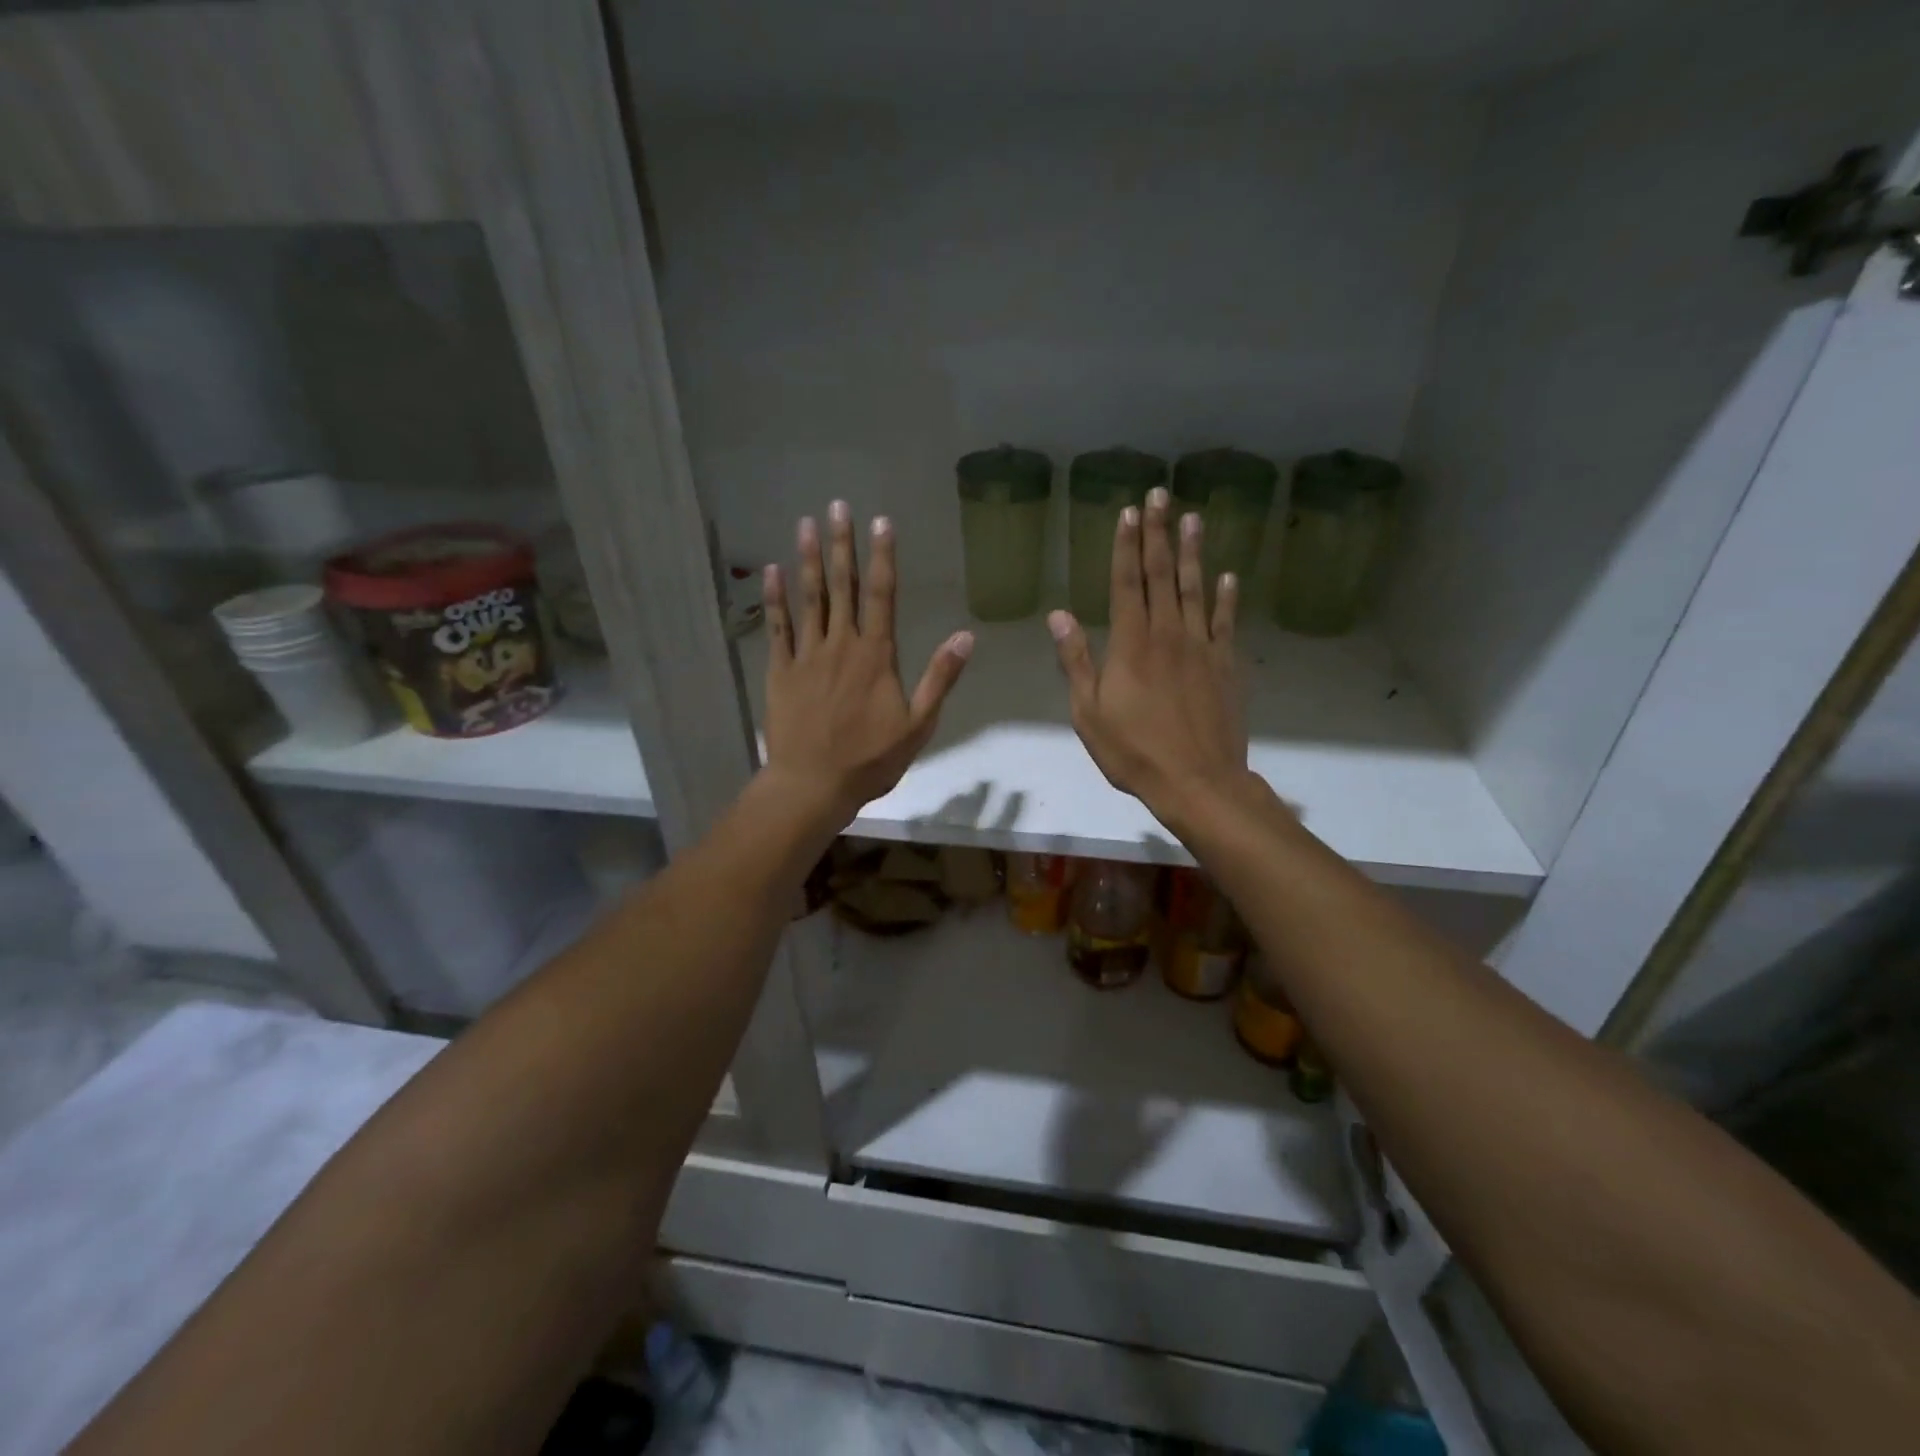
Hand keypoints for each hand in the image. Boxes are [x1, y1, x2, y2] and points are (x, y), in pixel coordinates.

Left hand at [762, 501, 972, 827]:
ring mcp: (806, 655)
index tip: (880, 522)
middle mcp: (841, 645)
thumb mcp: (918, 723)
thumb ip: (940, 677)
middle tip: (837, 506)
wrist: (813, 784)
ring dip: (807, 559)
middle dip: (841, 544)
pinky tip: (772, 571)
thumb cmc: (870, 759)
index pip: (882, 595)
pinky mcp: (780, 671)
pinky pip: (777, 627)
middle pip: (842, 586)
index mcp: (876, 655)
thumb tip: (966, 635)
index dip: (882, 557)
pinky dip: (775, 598)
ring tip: (805, 523)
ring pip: (808, 598)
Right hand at [1050, 487, 1248, 823]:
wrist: (1197, 781)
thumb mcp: (1089, 712)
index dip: (1127, 546)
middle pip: (1162, 575)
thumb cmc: (1133, 751)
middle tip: (1161, 494)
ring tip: (1193, 517)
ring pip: (1195, 589)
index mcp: (1131, 643)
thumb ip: (1076, 661)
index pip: (1127, 583)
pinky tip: (1228, 575)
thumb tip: (1059, 615)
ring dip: (1193, 552)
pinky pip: (1225, 622)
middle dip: (1159, 533)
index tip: (1129, 512)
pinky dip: (1227, 596)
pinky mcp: (1226, 665)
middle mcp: (1168, 634)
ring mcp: (1201, 647)